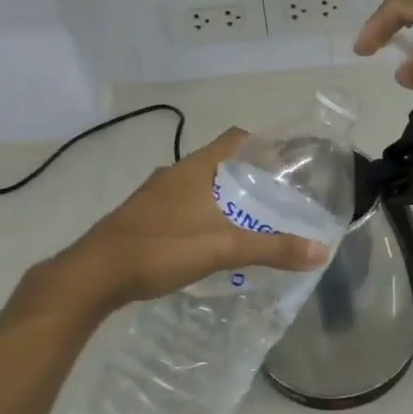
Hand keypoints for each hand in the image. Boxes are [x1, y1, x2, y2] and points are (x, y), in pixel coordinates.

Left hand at [49, 130, 327, 312]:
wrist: (93, 275)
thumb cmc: (161, 249)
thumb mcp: (223, 248)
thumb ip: (272, 249)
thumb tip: (320, 251)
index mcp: (195, 168)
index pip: (235, 138)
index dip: (263, 143)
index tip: (287, 160)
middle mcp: (174, 173)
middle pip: (219, 161)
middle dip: (247, 174)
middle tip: (276, 195)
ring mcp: (154, 195)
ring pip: (198, 184)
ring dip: (222, 195)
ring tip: (249, 218)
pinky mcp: (141, 216)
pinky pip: (181, 204)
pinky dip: (201, 212)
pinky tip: (210, 238)